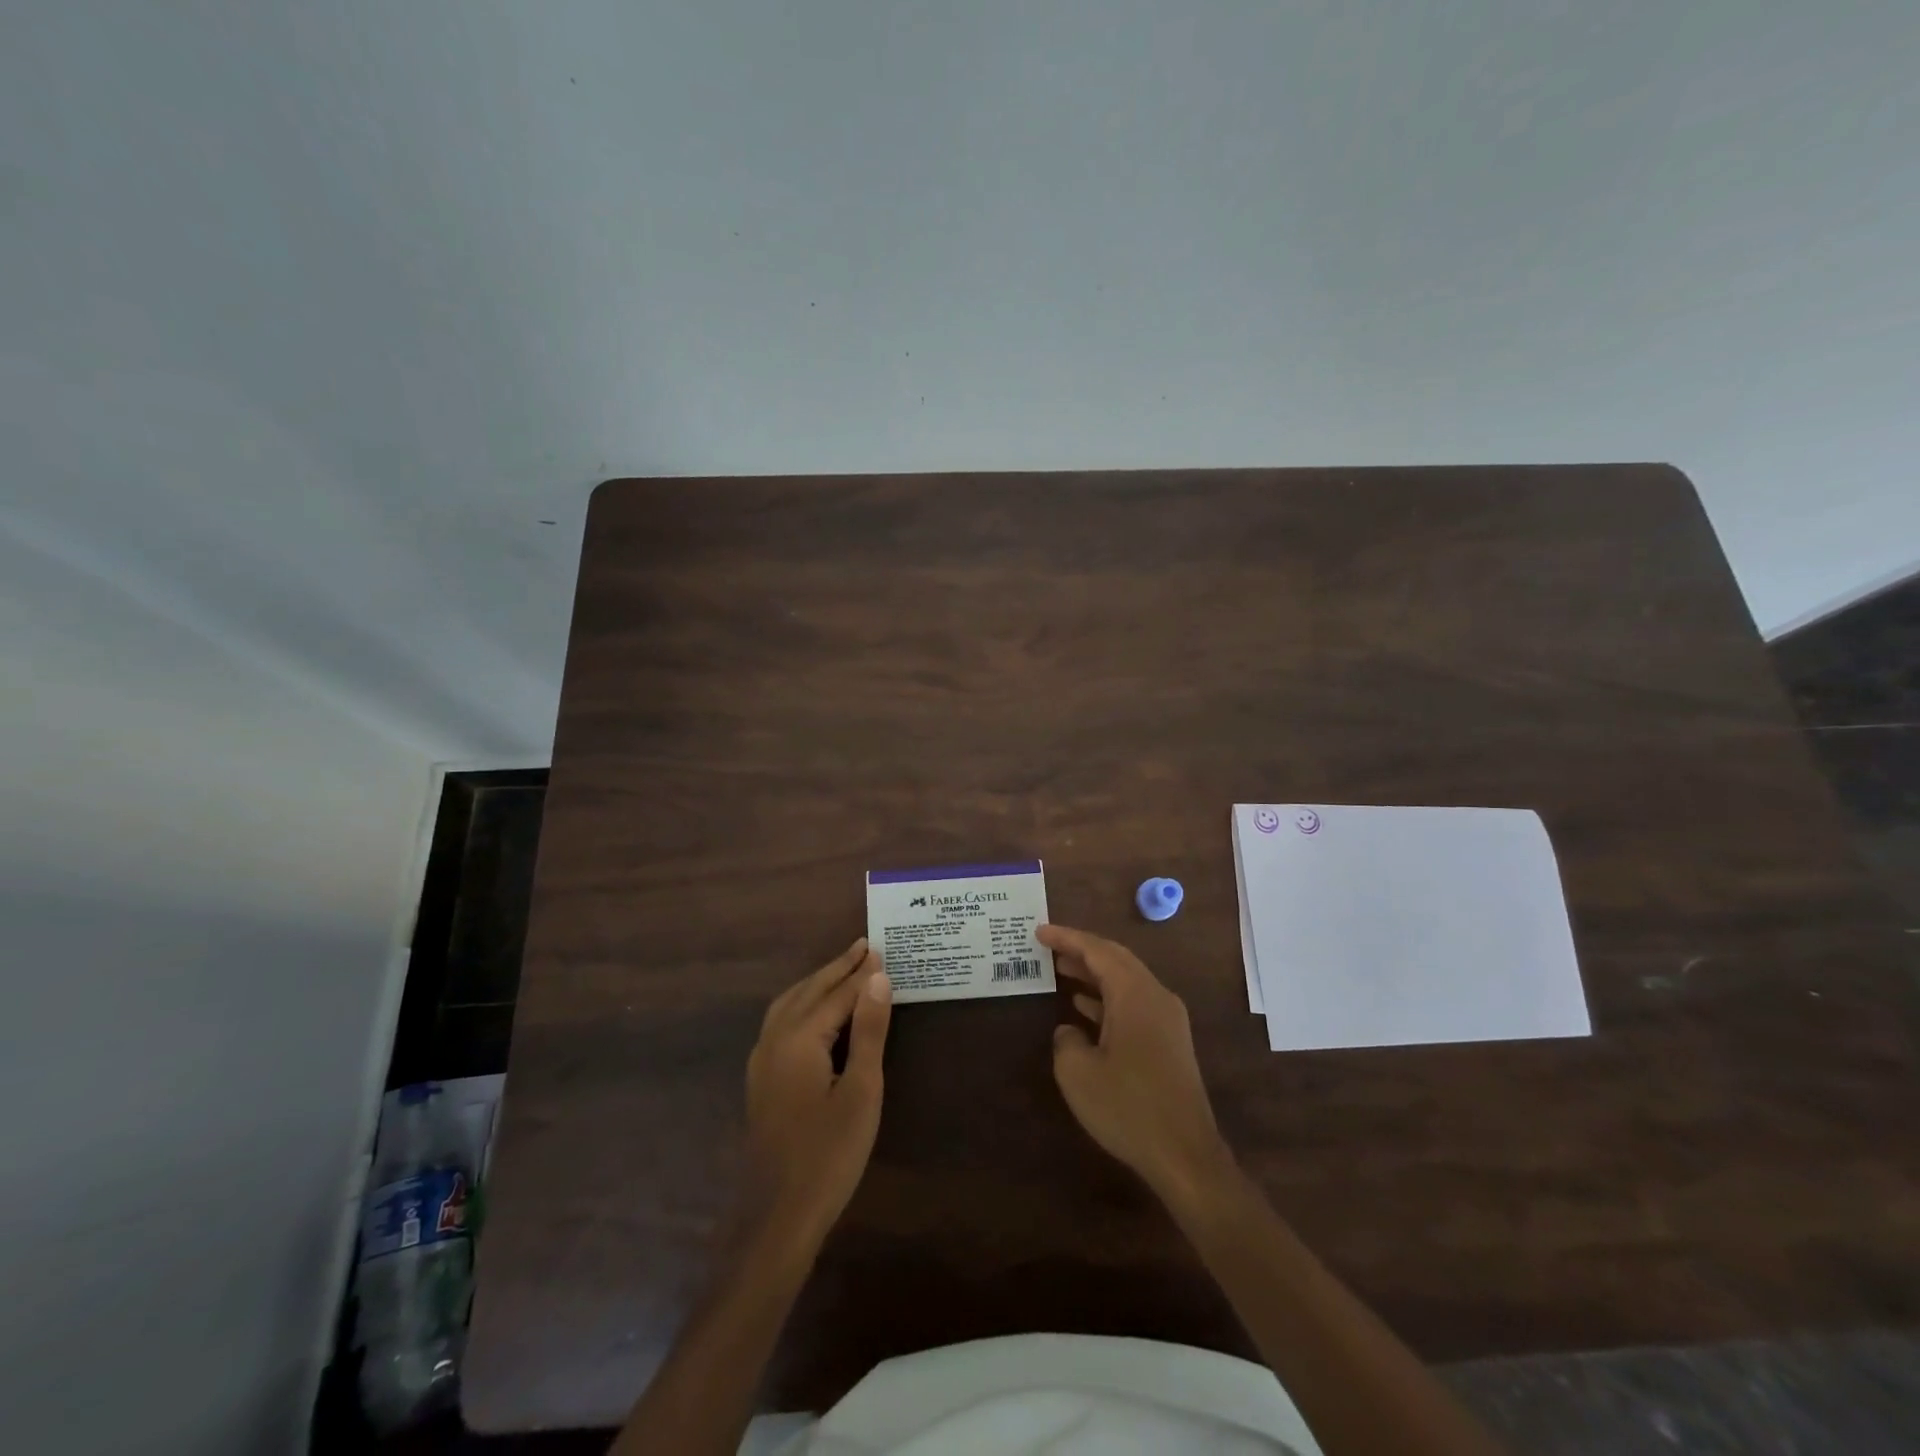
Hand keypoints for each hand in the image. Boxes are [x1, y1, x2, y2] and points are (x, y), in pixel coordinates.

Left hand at [745, 938, 892, 1246]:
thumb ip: (868, 1031)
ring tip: (843, 969)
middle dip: (837, 968)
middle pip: (809, 991)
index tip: (881, 949)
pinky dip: (803, 1003)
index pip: (837, 994)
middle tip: (864, 946)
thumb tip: (878, 979)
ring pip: (790, 1003)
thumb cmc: (828, 1154)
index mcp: (798, 1038)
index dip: (862, 973)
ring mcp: (762, 1060)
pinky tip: (813, 1011)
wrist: (778, 1216)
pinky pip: (781, 1021)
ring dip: (817, 982)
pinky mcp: (761, 1079)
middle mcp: (774, 1039)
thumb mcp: (861, 1090)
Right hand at [1040, 923, 1232, 1206]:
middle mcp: (1156, 997)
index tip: (1039, 931)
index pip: (1098, 951)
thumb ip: (1066, 1040)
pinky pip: (1133, 1003)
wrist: (1186, 1157)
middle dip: (1081, 950)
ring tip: (1060, 970)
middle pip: (1116, 960)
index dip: (1067, 938)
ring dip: (1093, 974)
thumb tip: (1070, 1031)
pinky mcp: (1170, 1042)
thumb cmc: (1129, 1108)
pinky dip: (1107, 998)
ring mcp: (1168, 1020)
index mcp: (1135, 994)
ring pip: (1126, 981)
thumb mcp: (1078, 1073)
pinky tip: (1084, 1009)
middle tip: (1049, 945)